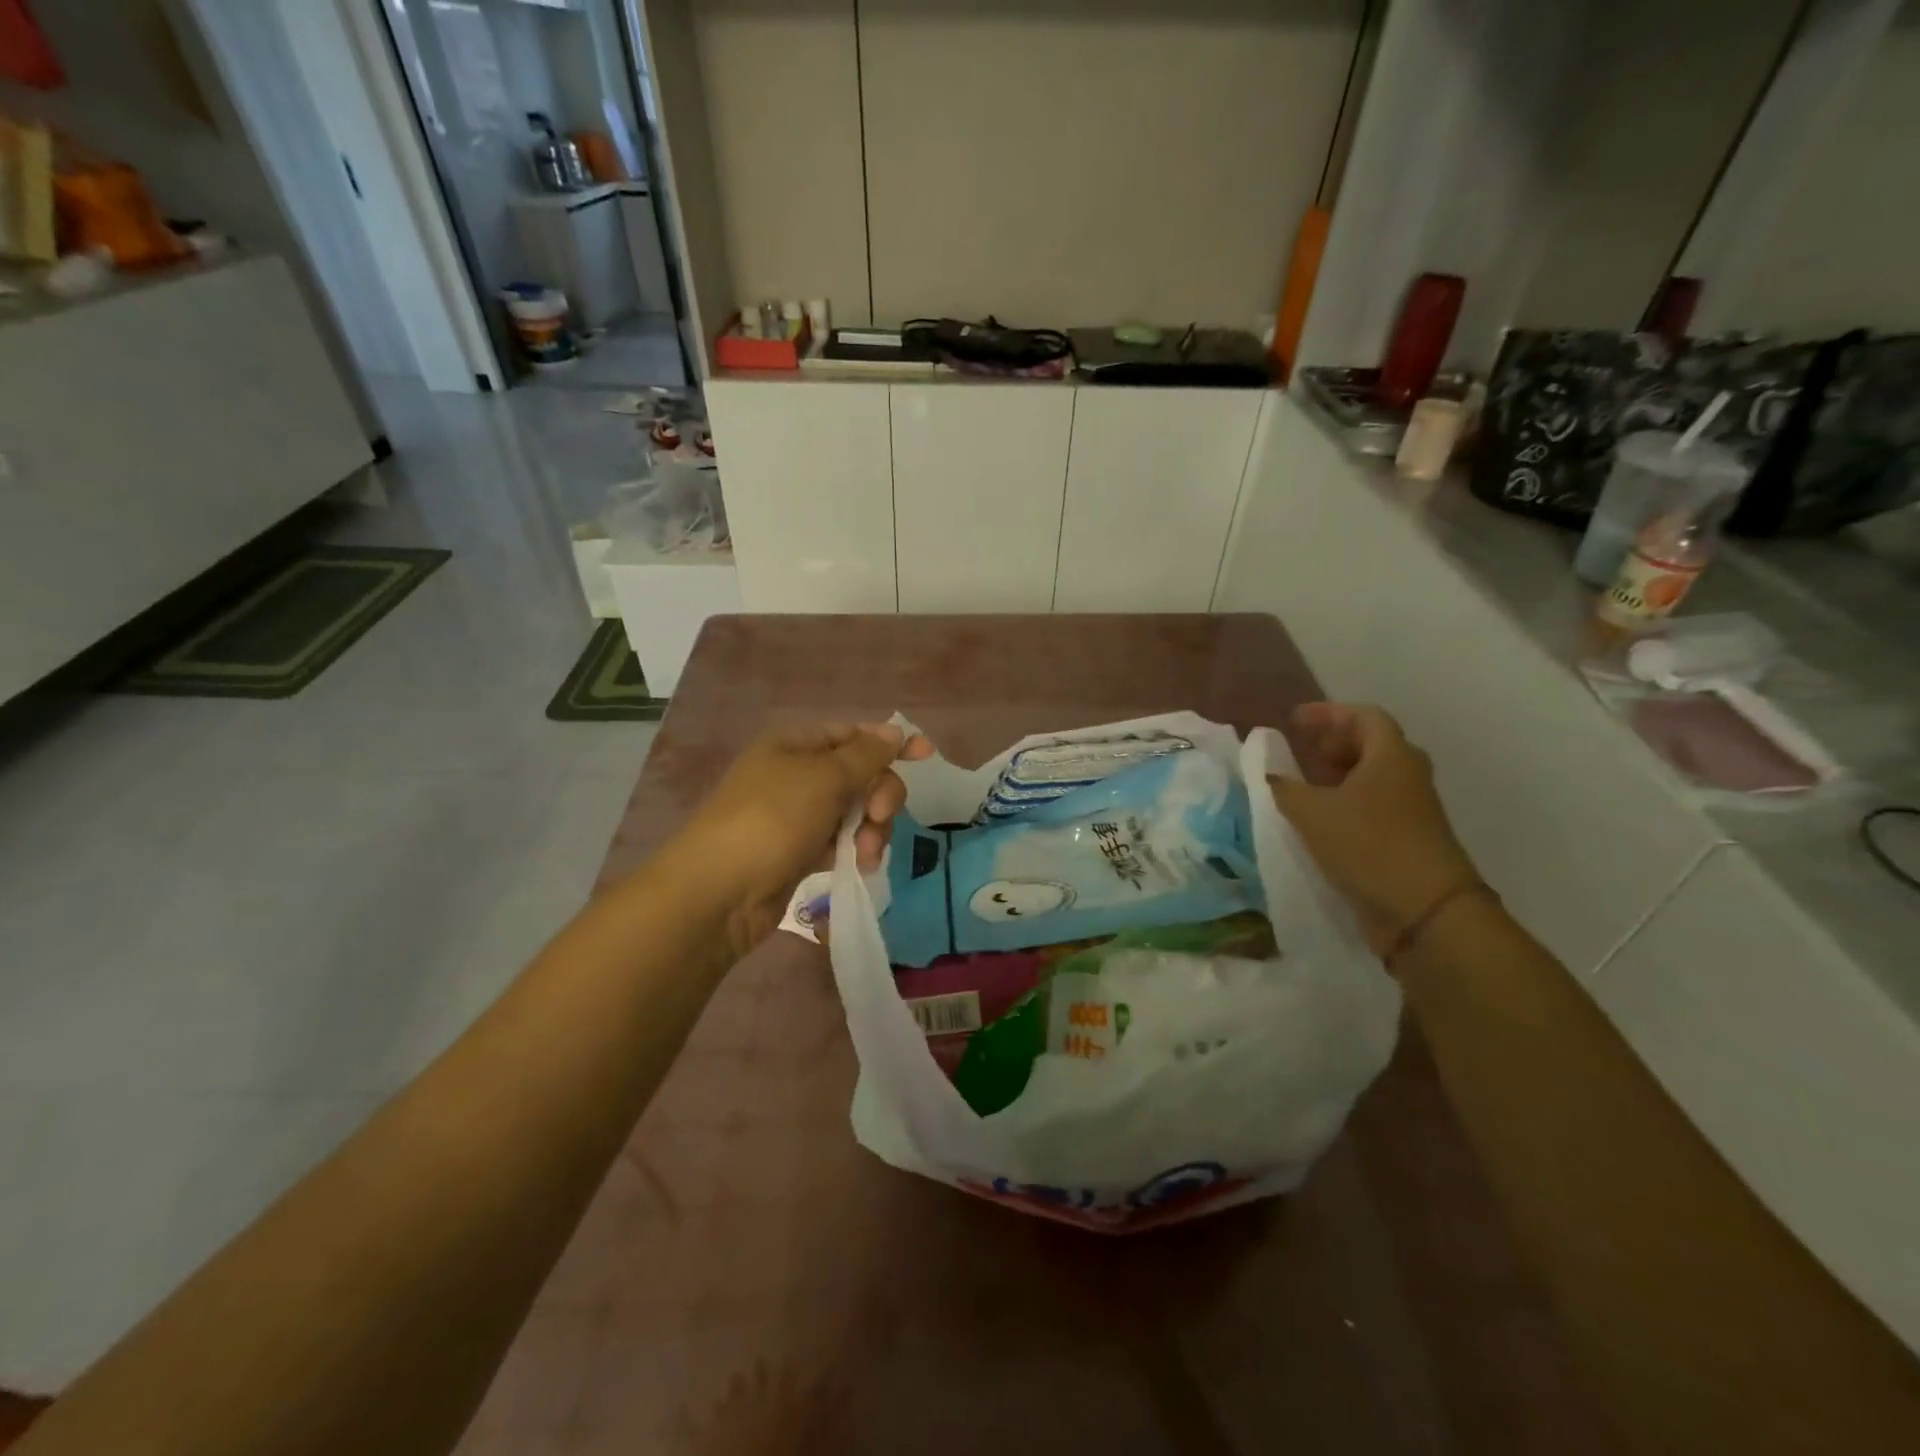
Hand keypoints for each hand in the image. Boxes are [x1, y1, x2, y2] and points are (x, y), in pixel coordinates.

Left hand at [673, 723, 933, 953]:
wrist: (720, 892)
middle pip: (860, 774)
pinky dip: (854, 849)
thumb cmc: (772, 820)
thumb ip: (866, 755)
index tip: (927, 755)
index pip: (853, 734)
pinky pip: (841, 840)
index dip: (890, 743)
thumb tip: (894, 731)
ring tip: (864, 853)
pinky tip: (859, 865)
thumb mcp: (824, 777)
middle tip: (877, 815)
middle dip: (879, 795)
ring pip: (855, 811)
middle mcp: (796, 773)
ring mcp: (797, 814)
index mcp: (796, 744)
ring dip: (870, 828)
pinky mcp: (799, 850)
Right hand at [1269, 703, 1479, 956]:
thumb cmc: (1368, 845)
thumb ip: (1284, 787)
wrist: (1425, 910)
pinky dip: (1345, 801)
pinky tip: (1319, 819)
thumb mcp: (1311, 812)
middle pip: (1371, 744)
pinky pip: (1373, 804)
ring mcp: (1412, 808)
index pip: (1363, 716)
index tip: (1294, 720)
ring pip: (1372, 776)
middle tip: (1300, 749)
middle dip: (1333, 742)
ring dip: (1338, 774)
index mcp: (1391, 755)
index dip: (1328, 713)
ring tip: (1303, 783)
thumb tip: (1271, 775)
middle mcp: (1407, 774)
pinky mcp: (1409, 837)